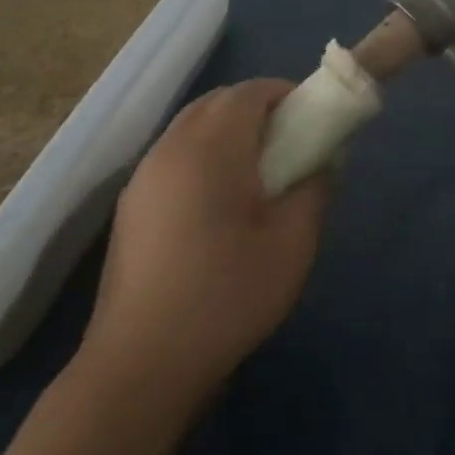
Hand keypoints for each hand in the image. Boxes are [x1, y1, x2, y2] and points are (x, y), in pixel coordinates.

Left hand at [76, 80, 328, 417]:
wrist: (144, 362)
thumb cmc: (228, 295)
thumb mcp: (294, 242)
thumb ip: (315, 187)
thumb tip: (323, 159)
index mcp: (208, 150)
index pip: (248, 92)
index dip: (286, 94)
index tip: (315, 120)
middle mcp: (168, 151)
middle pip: (216, 104)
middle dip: (258, 109)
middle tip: (293, 144)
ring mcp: (142, 179)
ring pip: (191, 129)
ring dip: (229, 133)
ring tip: (262, 175)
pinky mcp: (131, 209)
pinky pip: (174, 158)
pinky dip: (205, 157)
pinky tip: (224, 204)